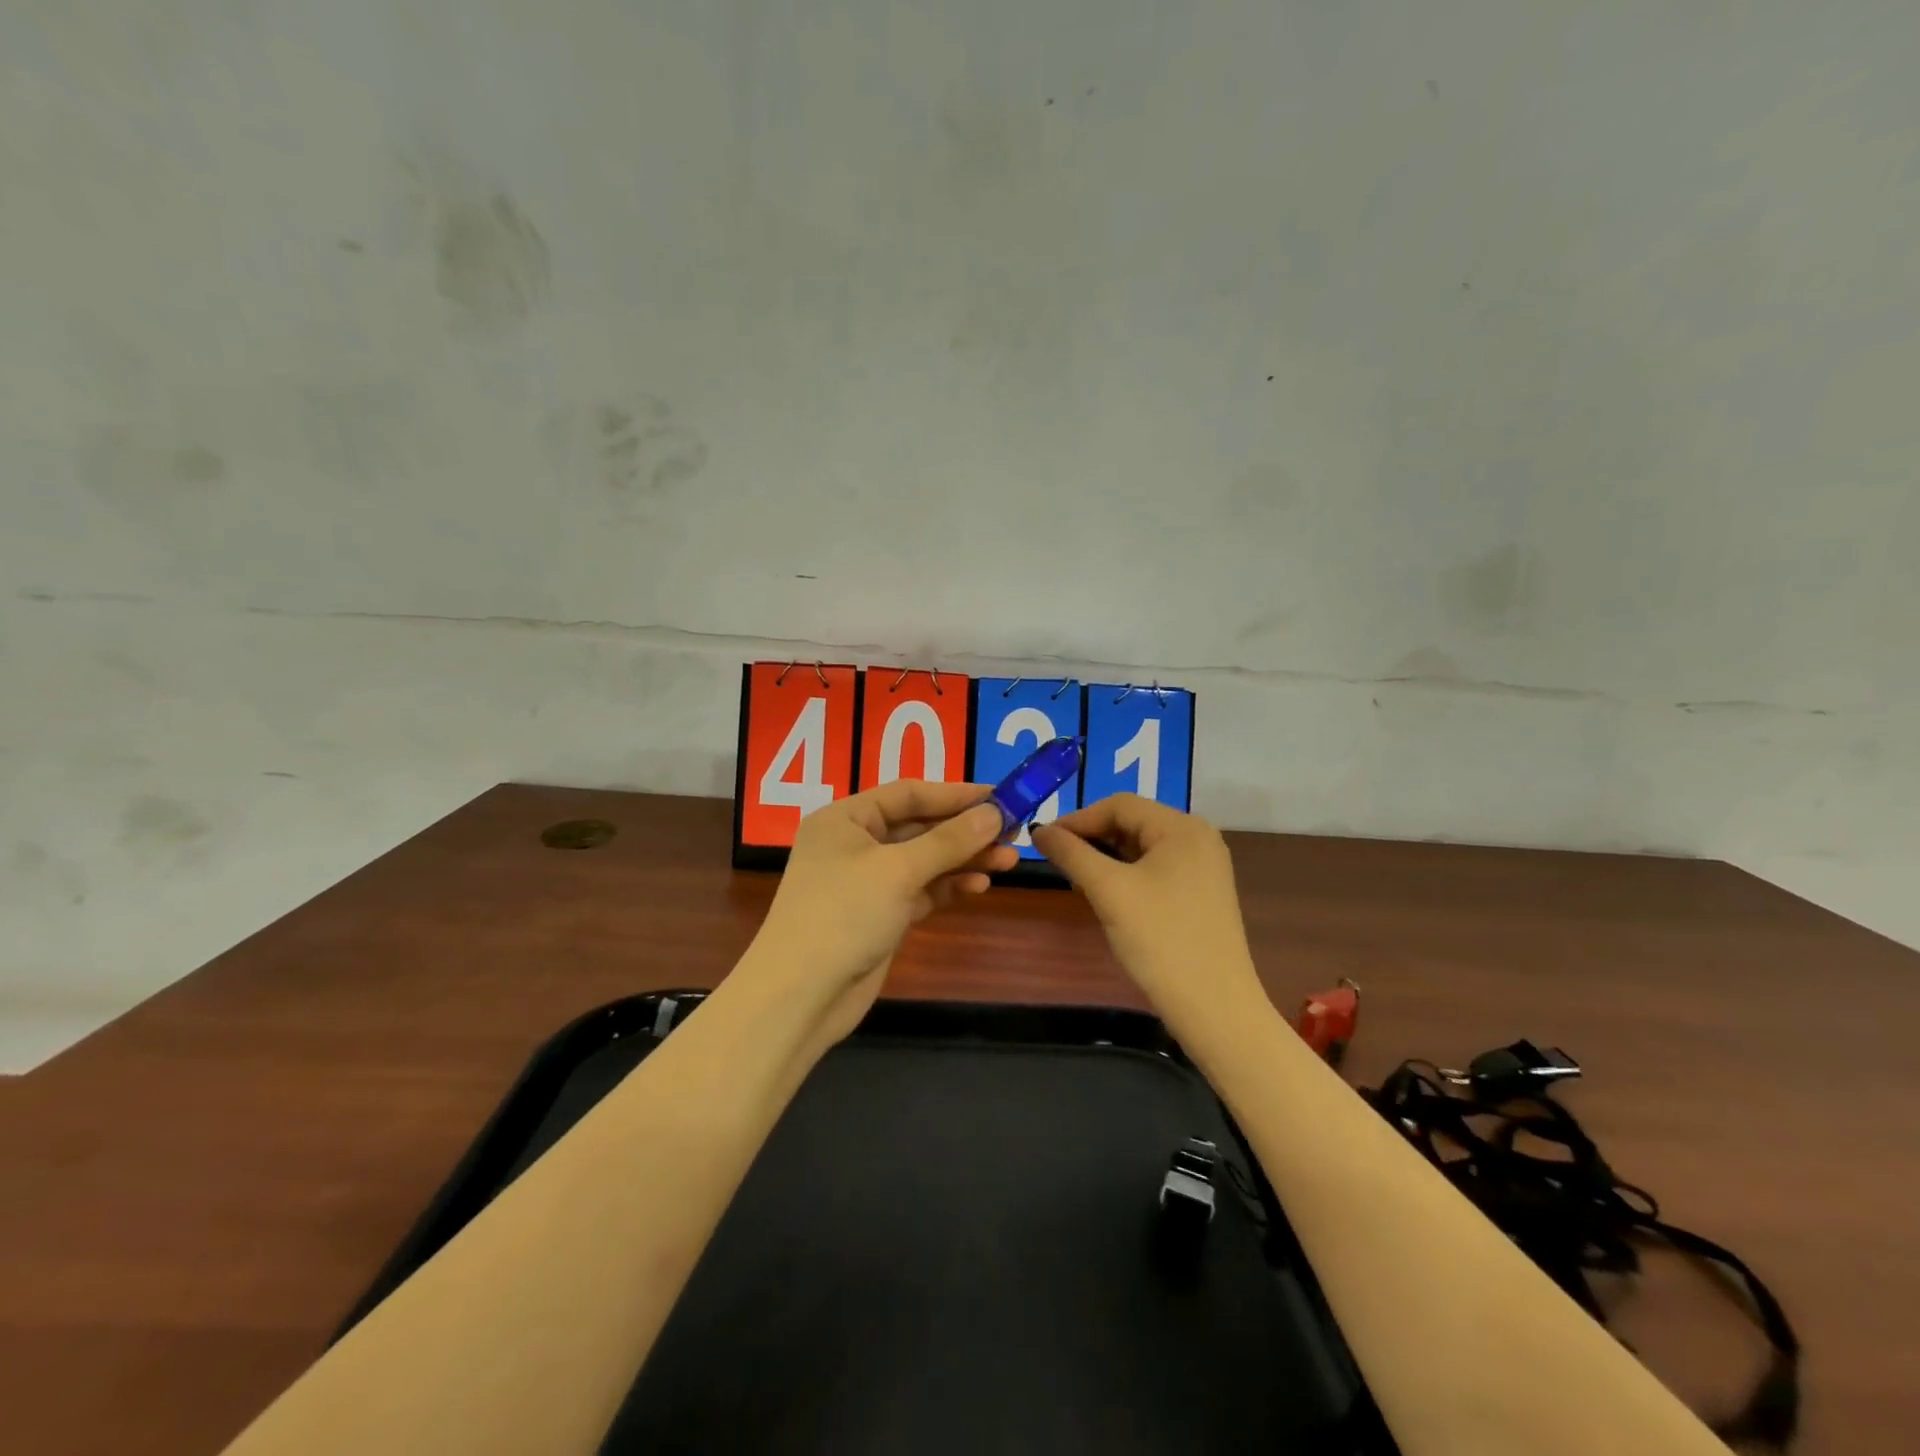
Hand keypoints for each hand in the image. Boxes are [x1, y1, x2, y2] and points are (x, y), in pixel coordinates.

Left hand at [741, 780, 1018, 1044]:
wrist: (800, 997)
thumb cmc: (843, 915)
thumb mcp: (898, 870)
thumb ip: (949, 841)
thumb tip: (995, 813)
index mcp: (845, 818)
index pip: (908, 793)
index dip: (955, 794)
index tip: (1001, 796)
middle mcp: (855, 844)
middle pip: (919, 826)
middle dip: (965, 830)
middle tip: (1014, 831)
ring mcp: (867, 882)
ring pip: (924, 860)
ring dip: (964, 859)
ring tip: (1010, 860)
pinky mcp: (880, 915)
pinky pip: (922, 890)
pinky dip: (949, 886)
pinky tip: (981, 885)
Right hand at [1031, 795, 1265, 1033]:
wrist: (1214, 1009)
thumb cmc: (1161, 940)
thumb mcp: (1108, 891)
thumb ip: (1071, 853)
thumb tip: (1039, 830)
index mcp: (1183, 827)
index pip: (1119, 805)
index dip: (1078, 819)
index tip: (1044, 841)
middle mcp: (1198, 838)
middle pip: (1132, 823)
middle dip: (1092, 838)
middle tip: (1057, 862)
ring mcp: (1203, 867)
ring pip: (1141, 847)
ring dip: (1106, 858)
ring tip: (1077, 880)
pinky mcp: (1201, 893)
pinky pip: (1155, 869)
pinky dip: (1126, 875)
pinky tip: (1106, 895)